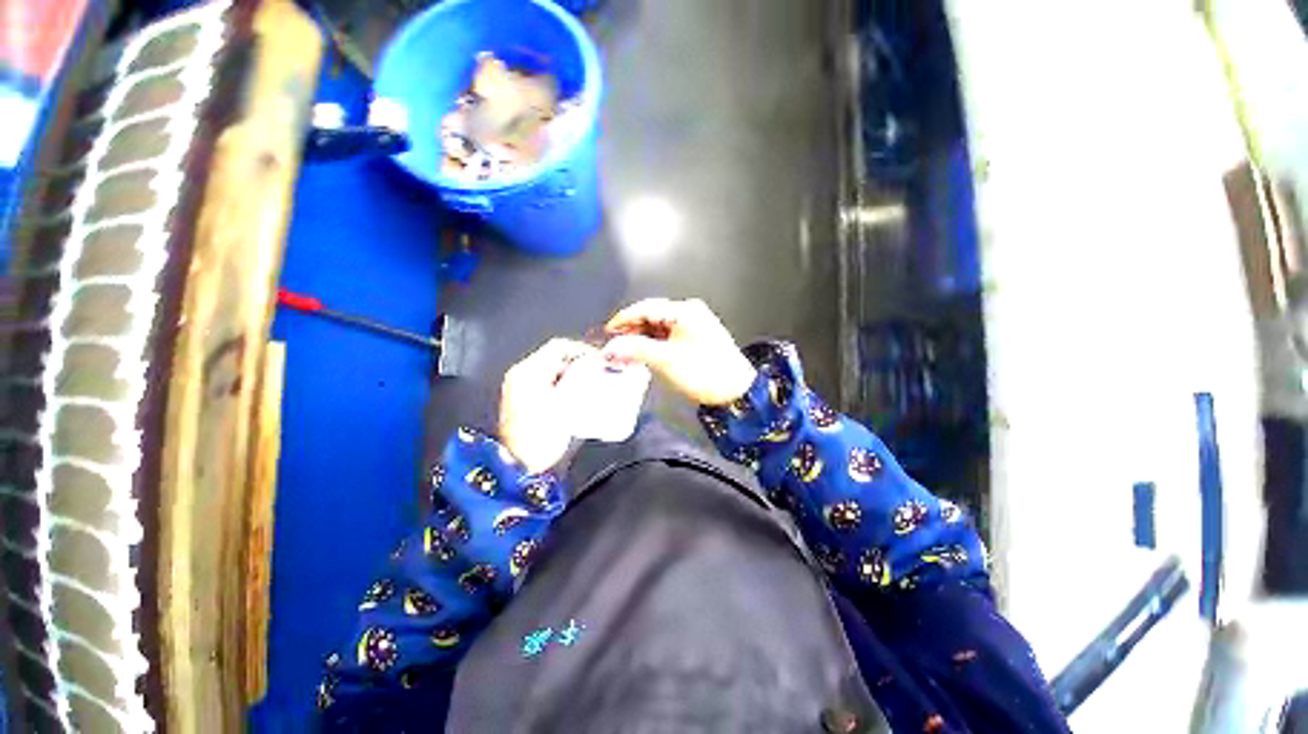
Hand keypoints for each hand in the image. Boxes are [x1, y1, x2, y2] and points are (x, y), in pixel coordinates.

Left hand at [500, 339, 596, 473]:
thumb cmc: (539, 437)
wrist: (521, 468)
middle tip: (601, 375)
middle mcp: (523, 377)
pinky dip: (570, 389)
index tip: (601, 361)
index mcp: (528, 372)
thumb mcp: (564, 406)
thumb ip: (582, 383)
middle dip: (582, 365)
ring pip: (557, 373)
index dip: (583, 351)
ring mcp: (524, 391)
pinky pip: (554, 387)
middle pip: (558, 359)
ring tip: (596, 386)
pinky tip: (582, 400)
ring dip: (578, 377)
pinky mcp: (530, 405)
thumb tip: (597, 368)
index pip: (559, 347)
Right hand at [603, 298, 757, 405]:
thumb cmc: (704, 373)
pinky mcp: (697, 337)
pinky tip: (645, 354)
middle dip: (632, 330)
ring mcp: (695, 324)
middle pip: (652, 316)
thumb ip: (635, 350)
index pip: (646, 308)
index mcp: (685, 311)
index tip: (608, 331)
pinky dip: (655, 344)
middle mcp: (690, 312)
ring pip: (660, 327)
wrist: (736, 392)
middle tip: (614, 345)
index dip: (624, 319)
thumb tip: (610, 347)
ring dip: (642, 339)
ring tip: (627, 352)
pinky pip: (669, 335)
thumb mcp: (666, 360)